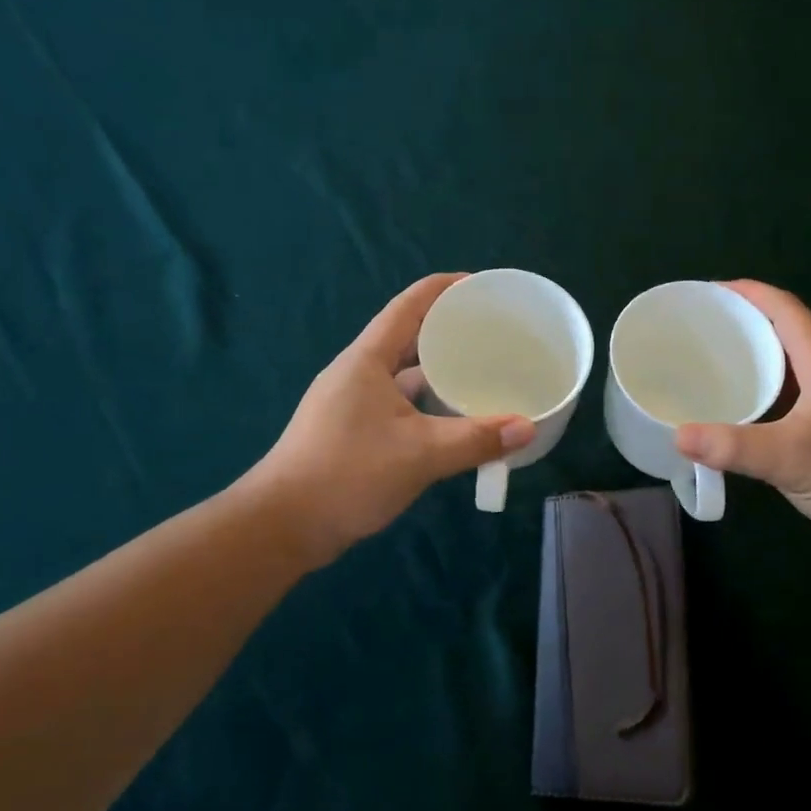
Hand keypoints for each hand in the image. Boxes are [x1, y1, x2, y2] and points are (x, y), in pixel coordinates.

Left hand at [248, 274, 534, 564]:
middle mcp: (358, 372)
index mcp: (367, 359)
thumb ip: (476, 439)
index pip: (409, 304)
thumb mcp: (421, 454)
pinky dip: (426, 403)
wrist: (283, 525)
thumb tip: (527, 427)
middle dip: (449, 329)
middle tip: (493, 332)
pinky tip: (452, 418)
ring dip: (438, 370)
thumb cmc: (348, 474)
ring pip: (403, 373)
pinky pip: (398, 402)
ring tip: (481, 371)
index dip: (445, 288)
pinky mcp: (351, 430)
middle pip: (408, 335)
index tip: (483, 285)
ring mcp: (351, 402)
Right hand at [674, 280, 810, 565]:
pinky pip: (777, 409)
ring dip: (743, 365)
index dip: (748, 293)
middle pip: (778, 336)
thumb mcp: (793, 456)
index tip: (705, 292)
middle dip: (738, 326)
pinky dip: (749, 404)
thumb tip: (677, 435)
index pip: (785, 310)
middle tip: (691, 331)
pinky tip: (723, 418)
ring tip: (698, 368)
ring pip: (778, 374)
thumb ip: (733, 446)